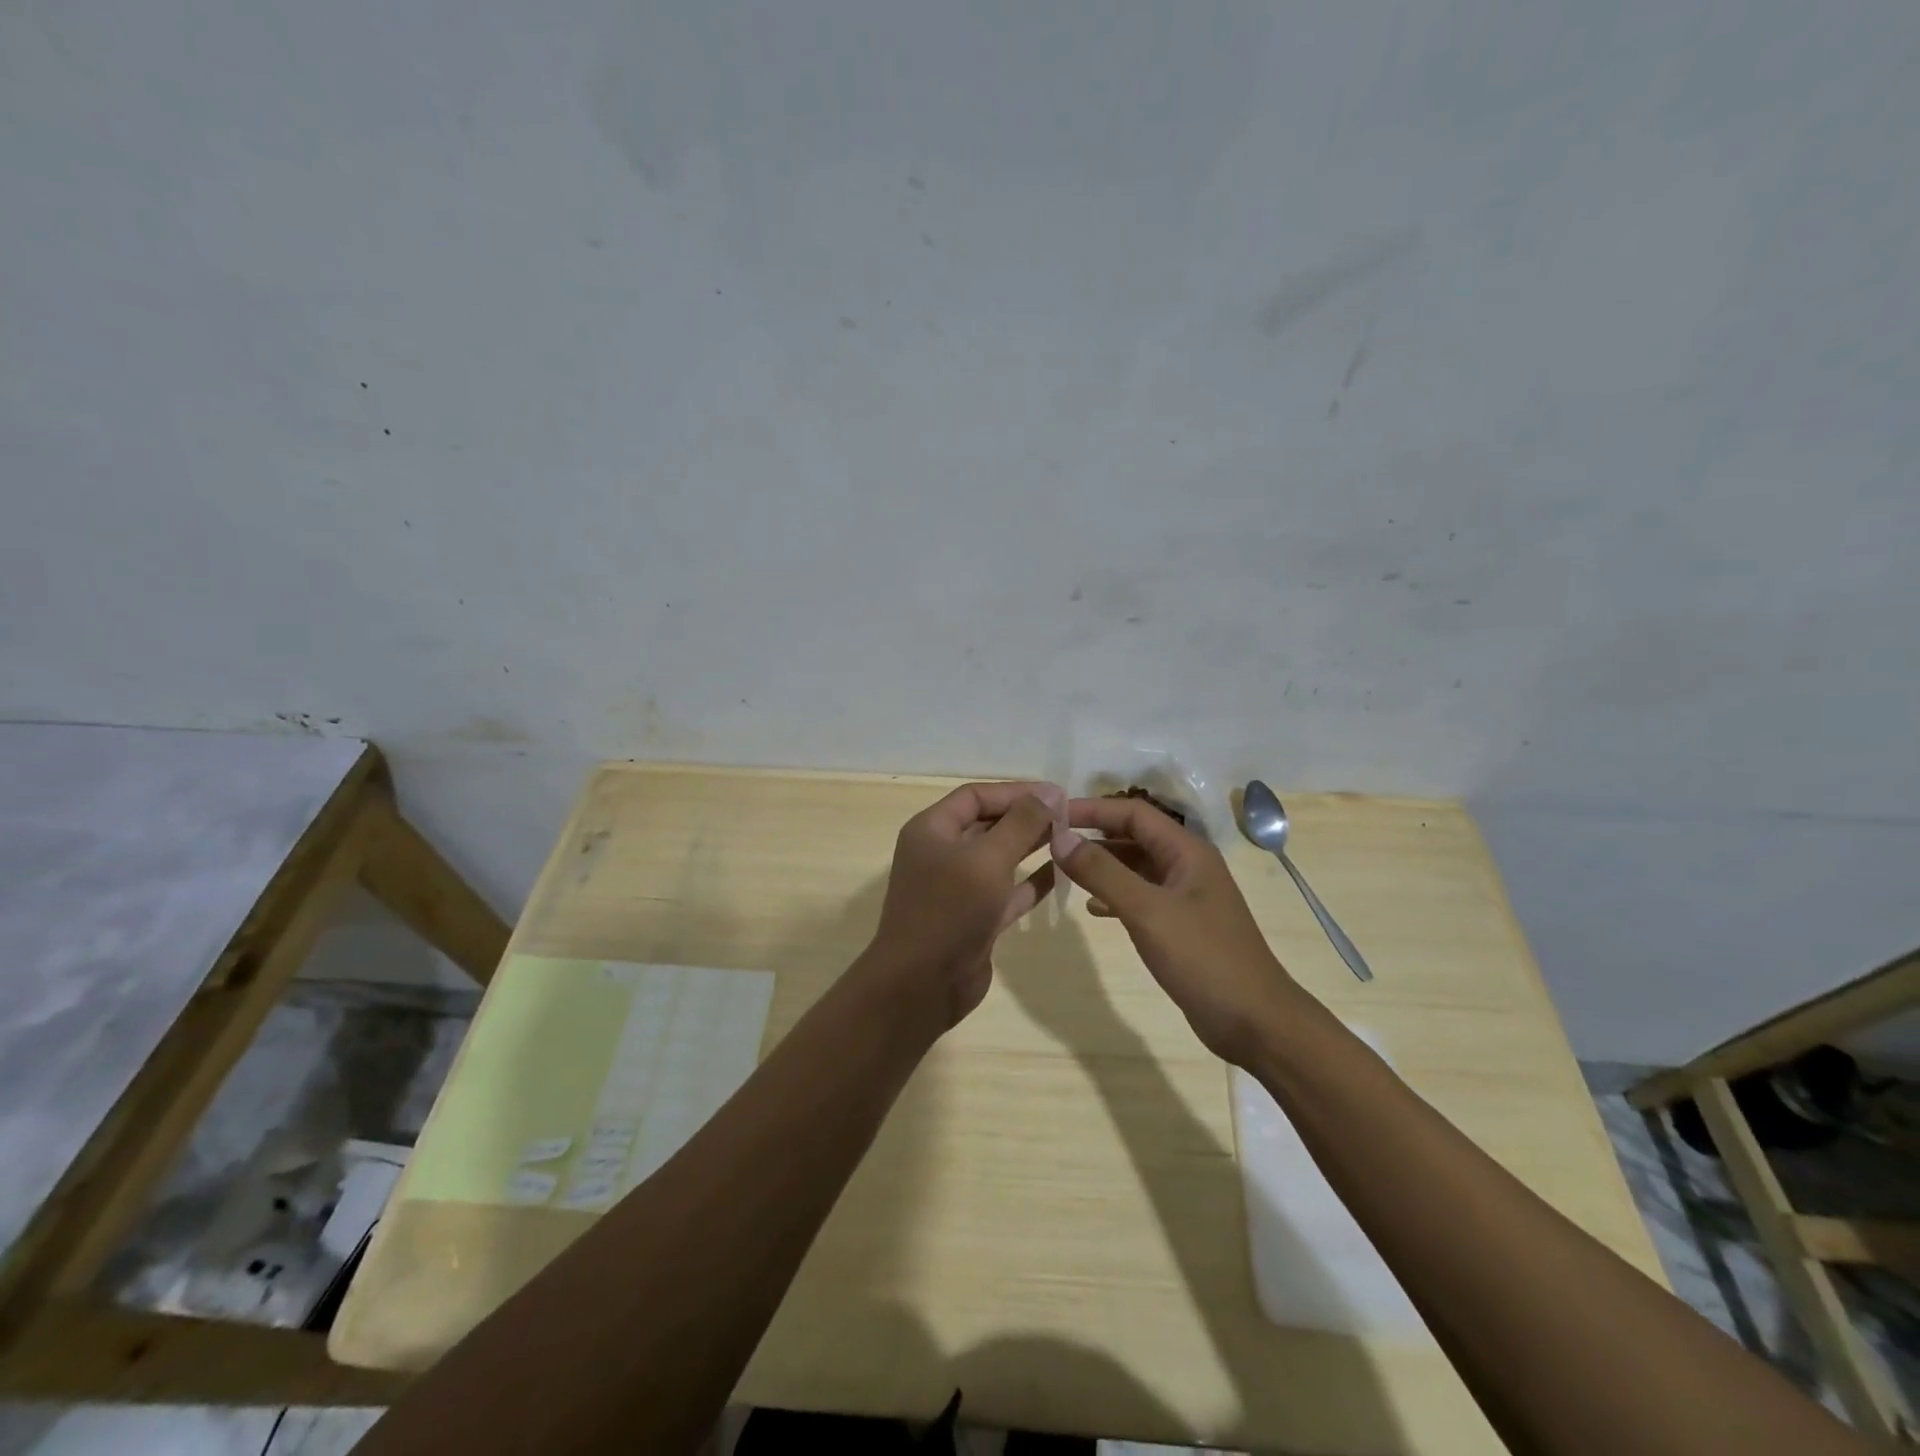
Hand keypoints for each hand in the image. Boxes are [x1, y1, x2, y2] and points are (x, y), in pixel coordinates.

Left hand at [864, 781, 1063, 1028]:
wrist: (922, 985)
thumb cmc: (950, 909)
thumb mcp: (987, 858)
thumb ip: (1022, 823)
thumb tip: (1051, 791)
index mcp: (932, 830)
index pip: (975, 796)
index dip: (1015, 791)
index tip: (1056, 794)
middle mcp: (942, 854)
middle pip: (988, 824)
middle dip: (1026, 817)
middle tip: (1070, 816)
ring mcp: (958, 889)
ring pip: (999, 858)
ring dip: (1031, 846)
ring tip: (1070, 838)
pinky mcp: (975, 919)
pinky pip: (1007, 891)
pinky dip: (1031, 881)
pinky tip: (1062, 872)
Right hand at [1053, 796, 1301, 1064]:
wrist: (1255, 1022)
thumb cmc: (1203, 959)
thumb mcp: (1147, 911)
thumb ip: (1102, 872)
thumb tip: (1060, 838)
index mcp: (1187, 851)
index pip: (1133, 812)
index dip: (1092, 809)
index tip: (1052, 816)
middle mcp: (1187, 865)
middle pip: (1134, 836)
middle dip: (1094, 836)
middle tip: (1051, 843)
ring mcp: (1186, 896)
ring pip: (1135, 867)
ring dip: (1102, 866)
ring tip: (1063, 872)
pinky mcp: (1181, 925)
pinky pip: (1141, 896)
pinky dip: (1115, 896)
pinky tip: (1093, 909)